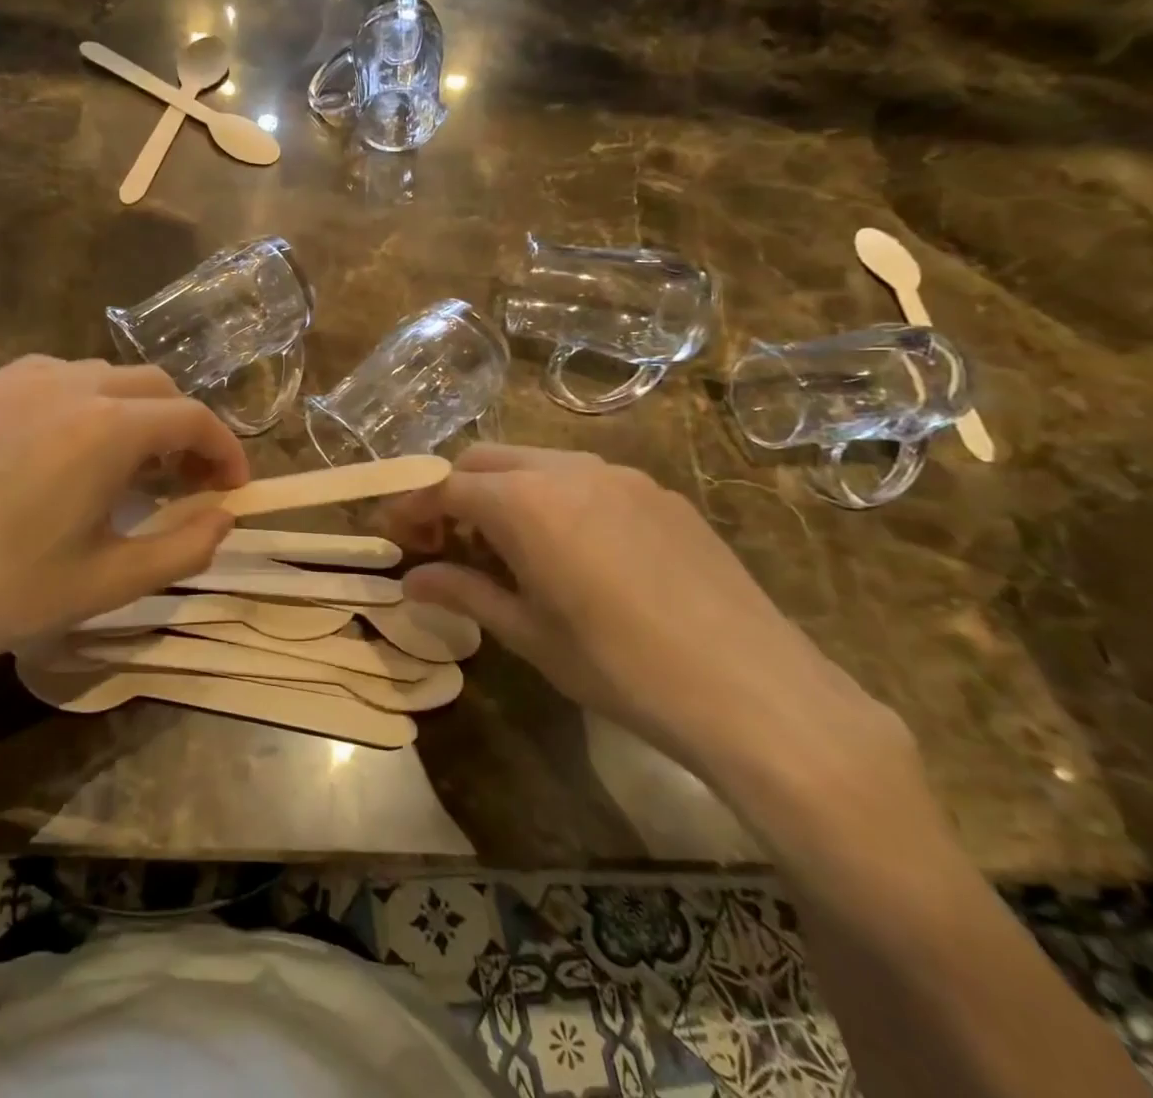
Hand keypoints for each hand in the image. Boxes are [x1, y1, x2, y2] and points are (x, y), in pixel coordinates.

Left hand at [0, 357, 245, 719]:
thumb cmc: (2, 593)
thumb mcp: (109, 582)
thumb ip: (185, 547)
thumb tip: (225, 517)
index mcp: (107, 427)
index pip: (192, 417)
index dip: (225, 449)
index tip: (232, 488)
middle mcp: (65, 385)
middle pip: (151, 386)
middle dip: (182, 427)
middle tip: (182, 480)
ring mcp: (10, 381)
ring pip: (98, 376)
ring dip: (130, 412)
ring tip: (121, 466)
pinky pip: (45, 381)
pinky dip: (78, 405)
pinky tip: (58, 454)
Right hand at [388, 445, 900, 786]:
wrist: (757, 693)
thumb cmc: (621, 669)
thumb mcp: (529, 634)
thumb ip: (464, 593)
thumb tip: (411, 582)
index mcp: (526, 503)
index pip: (446, 486)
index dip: (412, 507)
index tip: (395, 536)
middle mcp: (568, 470)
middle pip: (486, 460)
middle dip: (453, 491)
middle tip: (444, 542)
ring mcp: (621, 476)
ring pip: (536, 462)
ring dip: (503, 492)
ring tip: (504, 548)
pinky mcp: (659, 494)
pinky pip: (584, 477)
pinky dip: (552, 497)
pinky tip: (568, 550)